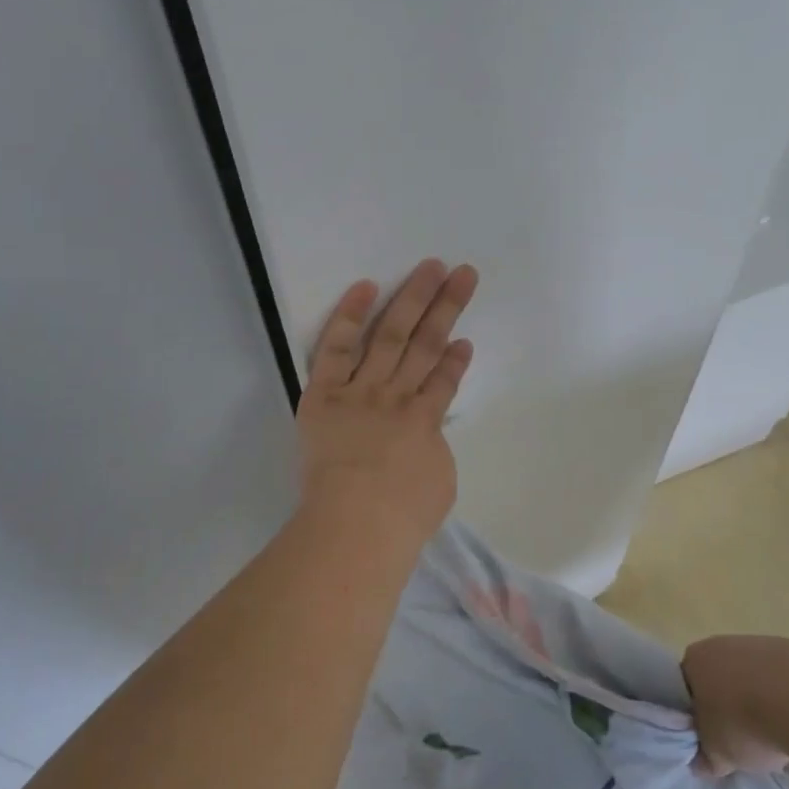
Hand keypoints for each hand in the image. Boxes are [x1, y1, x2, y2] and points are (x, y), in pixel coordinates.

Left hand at [296, 259, 477, 553]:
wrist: (358, 522)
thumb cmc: (402, 516)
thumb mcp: (437, 485)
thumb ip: (431, 452)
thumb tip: (421, 440)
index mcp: (425, 422)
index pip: (444, 381)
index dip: (455, 359)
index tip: (464, 339)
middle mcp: (397, 396)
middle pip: (426, 344)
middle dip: (446, 307)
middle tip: (463, 273)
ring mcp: (362, 390)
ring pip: (391, 335)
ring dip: (414, 299)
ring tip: (432, 267)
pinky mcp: (325, 392)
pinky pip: (337, 347)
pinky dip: (350, 316)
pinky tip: (367, 287)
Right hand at [682, 634, 788, 777]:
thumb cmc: (745, 722)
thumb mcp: (719, 754)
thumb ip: (706, 758)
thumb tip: (701, 763)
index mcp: (694, 660)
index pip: (686, 686)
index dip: (696, 713)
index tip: (709, 738)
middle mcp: (722, 644)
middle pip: (720, 678)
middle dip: (730, 705)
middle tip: (742, 740)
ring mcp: (761, 643)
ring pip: (754, 676)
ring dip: (762, 700)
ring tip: (777, 734)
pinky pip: (786, 679)